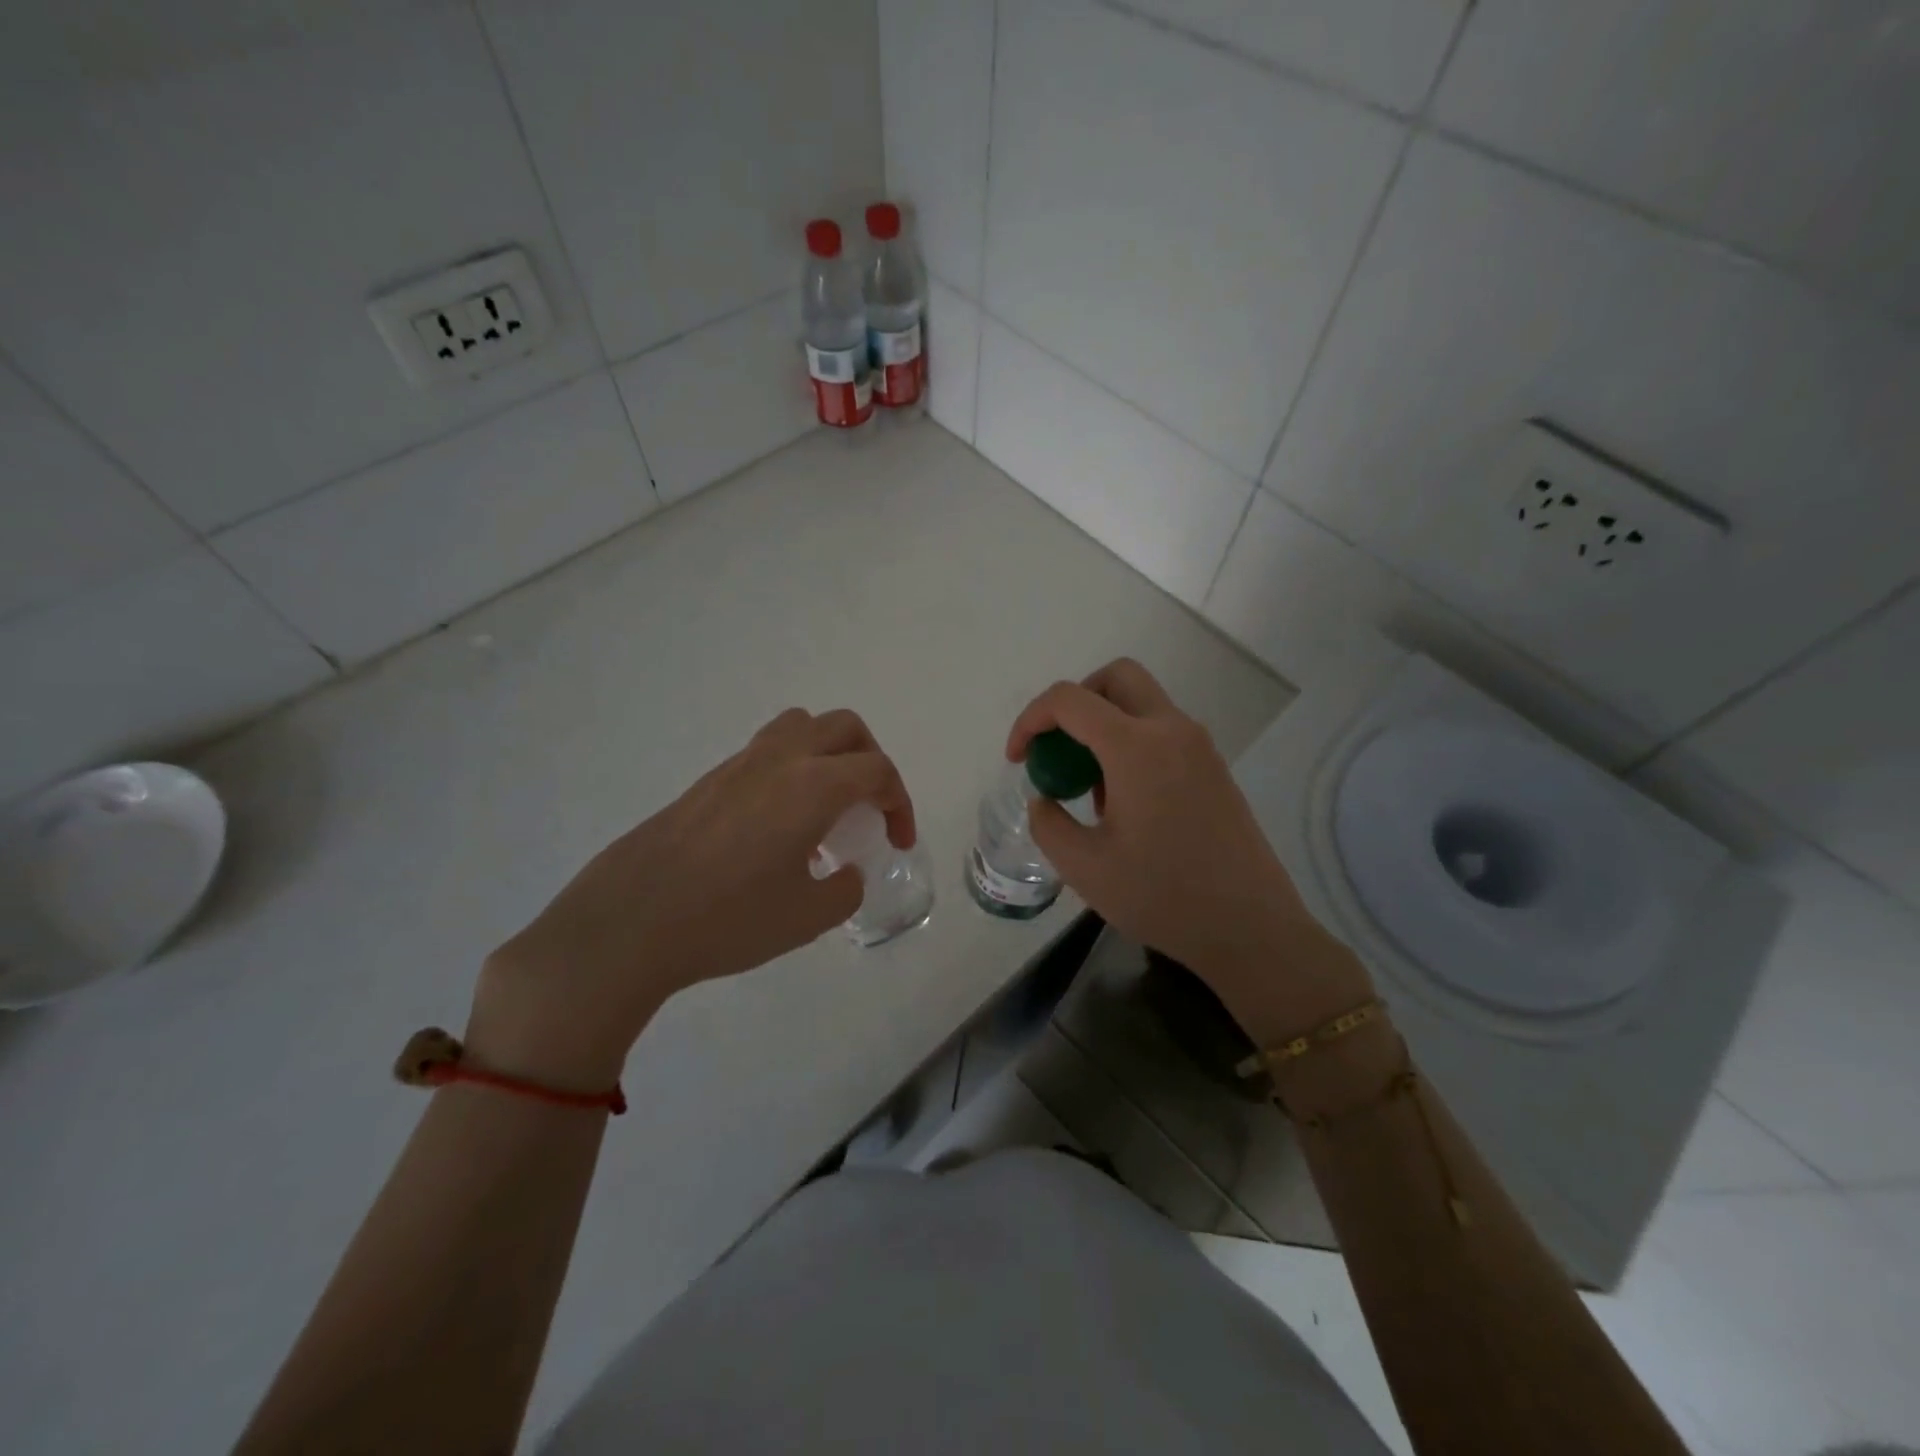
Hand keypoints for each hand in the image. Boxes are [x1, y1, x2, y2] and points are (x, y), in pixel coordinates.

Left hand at [468, 708, 914, 1086]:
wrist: (629, 922)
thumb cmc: (729, 919)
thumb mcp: (808, 917)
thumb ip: (844, 890)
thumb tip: (844, 873)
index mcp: (813, 786)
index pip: (878, 770)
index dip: (900, 803)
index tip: (898, 842)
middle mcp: (780, 760)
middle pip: (844, 728)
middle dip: (871, 760)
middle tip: (870, 806)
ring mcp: (739, 765)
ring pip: (799, 727)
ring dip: (828, 754)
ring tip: (826, 804)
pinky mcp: (707, 781)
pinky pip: (766, 752)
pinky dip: (791, 770)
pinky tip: (778, 826)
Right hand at [1008, 660, 1371, 1038]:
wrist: (1251, 928)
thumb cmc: (1163, 897)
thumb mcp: (1084, 867)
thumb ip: (1048, 823)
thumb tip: (1045, 799)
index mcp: (1137, 747)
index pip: (1070, 700)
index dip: (1031, 720)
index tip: (1017, 759)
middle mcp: (1172, 731)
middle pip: (1116, 678)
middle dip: (1074, 701)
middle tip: (1056, 748)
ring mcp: (1200, 747)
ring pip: (1141, 703)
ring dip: (1104, 725)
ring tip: (1089, 789)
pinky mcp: (1214, 767)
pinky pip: (1162, 732)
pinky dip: (1130, 743)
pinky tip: (1124, 803)